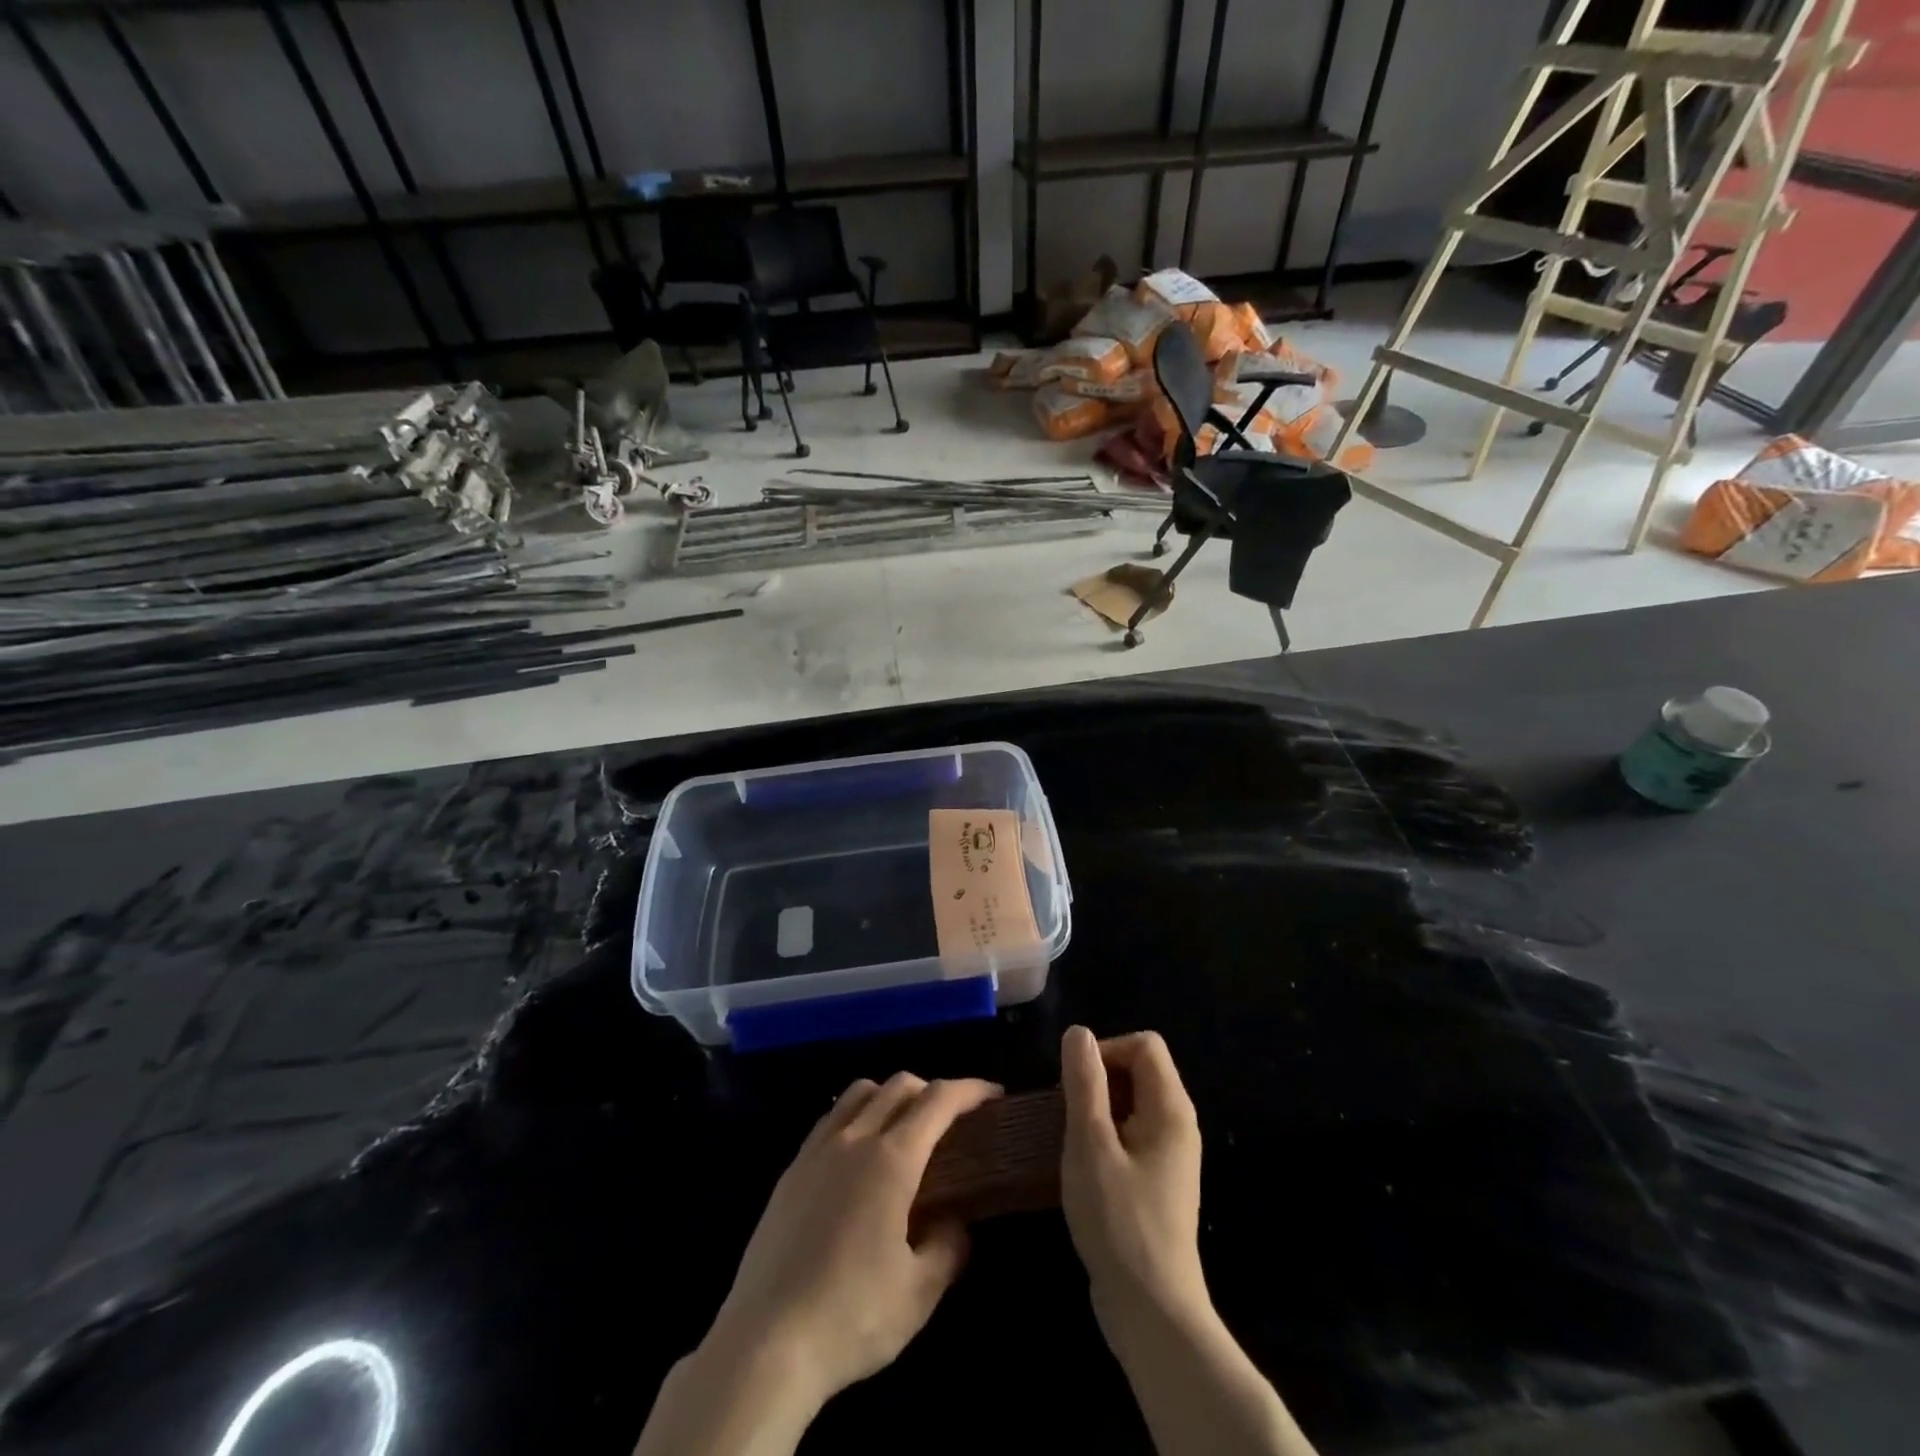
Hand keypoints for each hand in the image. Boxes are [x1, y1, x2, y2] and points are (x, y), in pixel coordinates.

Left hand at [703, 1073, 1000, 1412]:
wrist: (765, 1343)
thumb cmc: (851, 1317)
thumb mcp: (919, 1294)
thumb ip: (947, 1248)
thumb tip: (956, 1224)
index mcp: (891, 1160)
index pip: (938, 1100)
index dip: (970, 1090)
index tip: (993, 1095)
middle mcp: (854, 1139)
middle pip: (899, 1085)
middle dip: (933, 1089)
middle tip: (953, 1119)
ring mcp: (816, 1151)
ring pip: (859, 1093)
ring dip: (890, 1095)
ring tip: (904, 1128)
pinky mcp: (790, 1171)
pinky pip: (830, 1119)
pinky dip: (856, 1115)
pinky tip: (858, 1155)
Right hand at [1060, 1027, 1207, 1336]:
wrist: (1152, 1312)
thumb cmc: (1119, 1221)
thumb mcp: (1091, 1144)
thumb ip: (1084, 1083)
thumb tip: (1079, 1032)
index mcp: (1171, 1108)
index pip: (1144, 1045)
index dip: (1106, 1050)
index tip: (1074, 1083)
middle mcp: (1178, 1124)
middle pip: (1140, 1069)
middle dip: (1098, 1079)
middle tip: (1066, 1112)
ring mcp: (1171, 1155)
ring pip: (1132, 1103)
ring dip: (1097, 1109)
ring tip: (1069, 1137)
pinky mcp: (1159, 1181)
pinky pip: (1132, 1133)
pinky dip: (1106, 1135)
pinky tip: (1083, 1164)